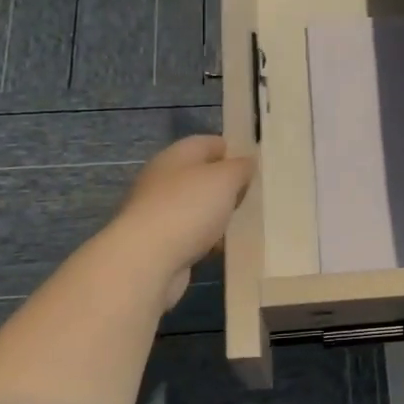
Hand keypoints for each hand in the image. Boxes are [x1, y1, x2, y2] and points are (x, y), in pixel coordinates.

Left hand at [109, 135, 253, 306]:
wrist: (146, 260)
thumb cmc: (188, 208)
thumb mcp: (225, 179)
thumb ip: (240, 167)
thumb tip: (246, 162)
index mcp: (176, 156)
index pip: (209, 143)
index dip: (233, 150)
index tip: (256, 166)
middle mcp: (163, 179)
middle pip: (202, 176)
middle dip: (228, 186)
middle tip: (256, 197)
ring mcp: (158, 211)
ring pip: (198, 207)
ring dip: (218, 215)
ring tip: (245, 223)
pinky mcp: (159, 241)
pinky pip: (191, 234)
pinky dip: (207, 240)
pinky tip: (224, 248)